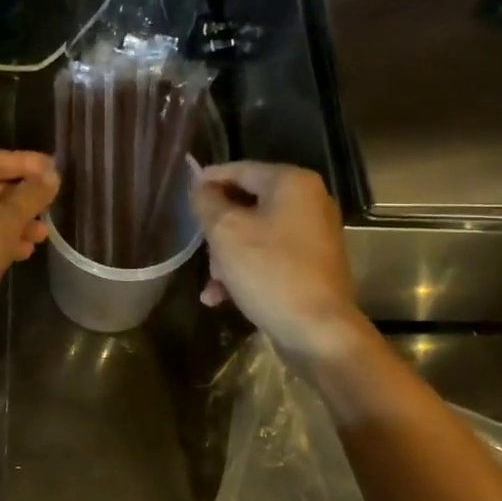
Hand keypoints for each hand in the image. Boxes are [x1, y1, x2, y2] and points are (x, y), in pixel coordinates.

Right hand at [192, 162, 364, 360]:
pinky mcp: (312, 266)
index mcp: (292, 184)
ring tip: (212, 283)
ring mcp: (313, 236)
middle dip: (218, 229)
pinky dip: (246, 271)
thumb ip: (207, 202)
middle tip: (199, 248)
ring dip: (227, 257)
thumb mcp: (226, 232)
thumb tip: (202, 188)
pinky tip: (221, 297)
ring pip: (255, 235)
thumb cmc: (269, 271)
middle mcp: (309, 203)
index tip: (184, 192)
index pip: (241, 169)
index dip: (209, 179)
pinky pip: (269, 258)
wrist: (318, 330)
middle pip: (247, 204)